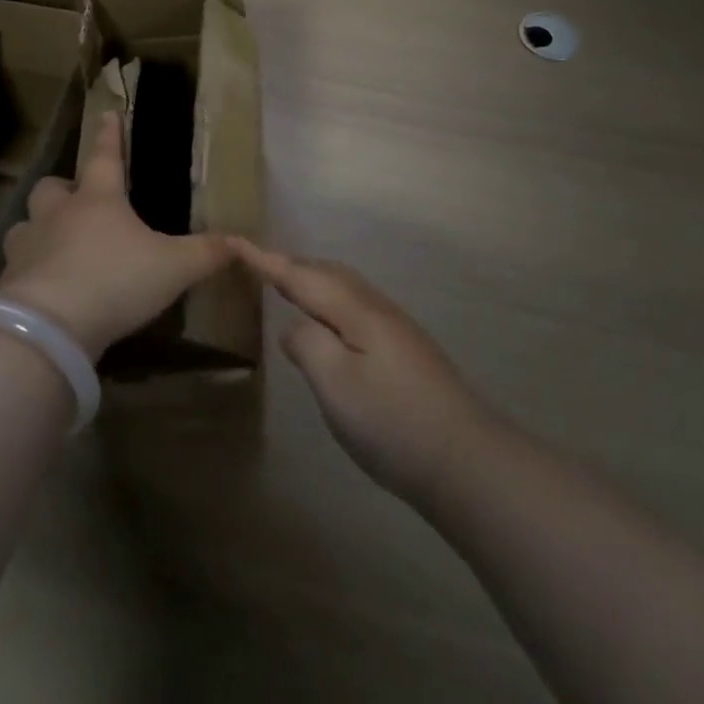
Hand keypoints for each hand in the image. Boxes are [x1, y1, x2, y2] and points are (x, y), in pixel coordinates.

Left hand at [0, 112, 230, 358]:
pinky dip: (28, 271)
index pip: (104, 156)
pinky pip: (16, 266)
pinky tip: (42, 289)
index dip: (109, 135)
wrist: (49, 328)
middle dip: (62, 189)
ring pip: (26, 224)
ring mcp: (28, 246)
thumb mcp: (173, 267)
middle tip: (76, 201)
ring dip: (39, 229)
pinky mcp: (8, 282)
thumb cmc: (116, 280)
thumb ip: (206, 253)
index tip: (107, 114)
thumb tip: (242, 242)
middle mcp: (58, 214)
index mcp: (98, 200)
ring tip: (55, 245)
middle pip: (51, 187)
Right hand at [234, 242, 498, 507]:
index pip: (301, 275)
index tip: (236, 241)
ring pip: (345, 288)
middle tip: (259, 265)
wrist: (468, 461)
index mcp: (356, 310)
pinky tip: (332, 326)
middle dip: (291, 265)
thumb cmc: (393, 422)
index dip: (266, 260)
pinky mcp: (407, 351)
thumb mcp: (336, 385)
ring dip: (313, 281)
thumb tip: (294, 327)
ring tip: (289, 289)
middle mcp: (377, 308)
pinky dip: (332, 302)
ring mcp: (396, 329)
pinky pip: (357, 307)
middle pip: (327, 273)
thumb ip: (308, 344)